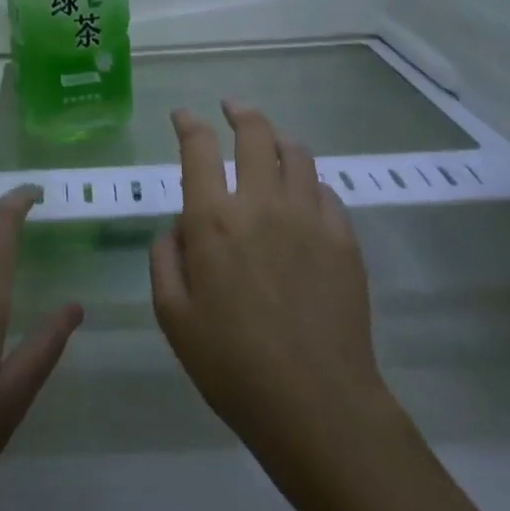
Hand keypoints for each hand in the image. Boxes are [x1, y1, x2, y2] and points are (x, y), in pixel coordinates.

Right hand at [151, 102, 395, 480]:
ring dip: (278, 138)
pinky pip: (325, 190)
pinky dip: (308, 181)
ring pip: (297, 153)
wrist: (316, 403)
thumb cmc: (231, 365)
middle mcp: (262, 205)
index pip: (199, 149)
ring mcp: (309, 218)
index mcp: (213, 221)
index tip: (184, 115)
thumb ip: (166, 260)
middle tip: (232, 107)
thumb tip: (178, 228)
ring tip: (269, 141)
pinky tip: (302, 193)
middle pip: (255, 135)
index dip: (189, 124)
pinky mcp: (343, 238)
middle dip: (240, 112)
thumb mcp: (173, 317)